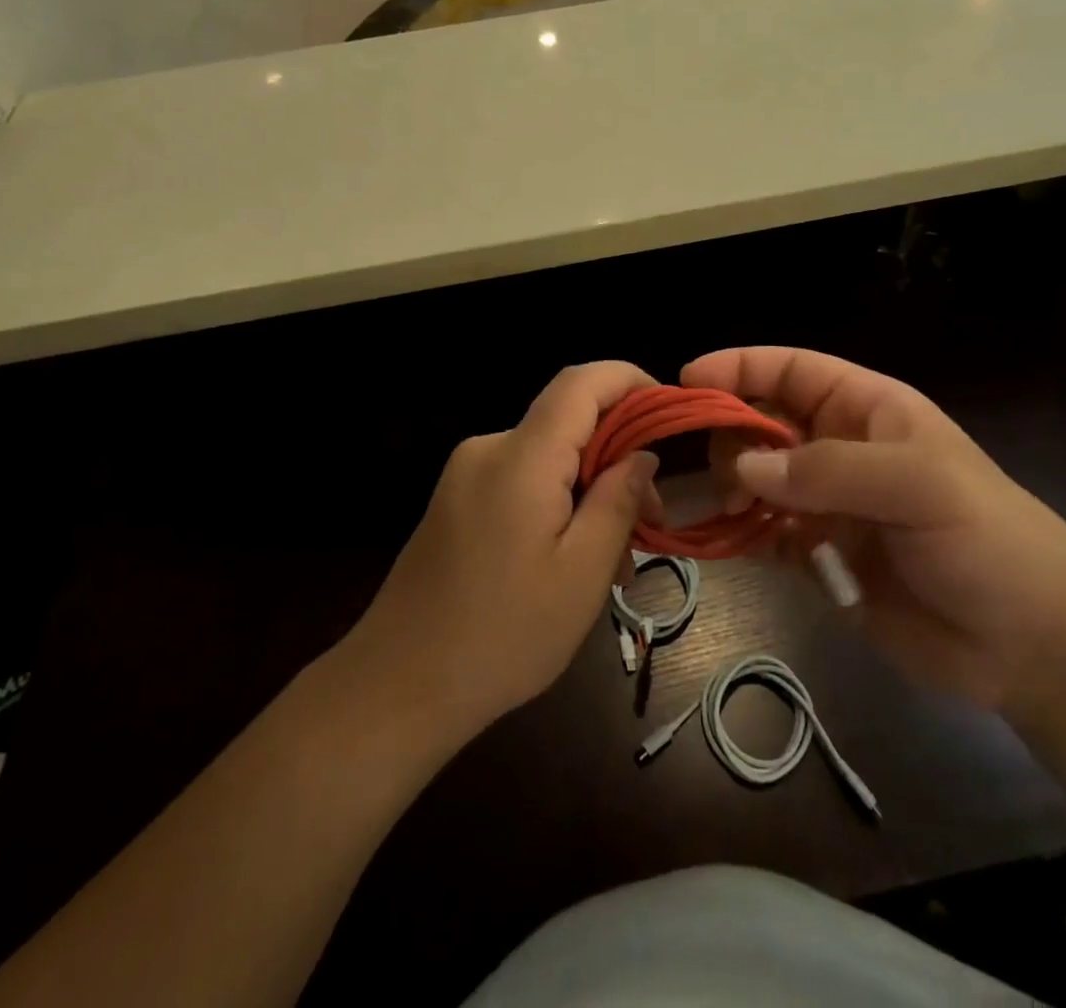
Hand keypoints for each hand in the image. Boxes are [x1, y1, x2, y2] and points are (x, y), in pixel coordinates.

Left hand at [348, 362, 658, 739]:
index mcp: (520, 458)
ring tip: (616, 564)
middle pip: (568, 424)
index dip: (629, 381)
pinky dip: (557, 504)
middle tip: (652, 524)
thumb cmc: (502, 636)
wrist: (397, 685)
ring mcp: (465, 474)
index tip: (668, 414)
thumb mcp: (581, 574)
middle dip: (618, 459)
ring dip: (589, 492)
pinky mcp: (456, 500)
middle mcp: (488, 449)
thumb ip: (617, 502)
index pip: (581, 383)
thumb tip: (642, 454)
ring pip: (548, 458)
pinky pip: (520, 481)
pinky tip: (571, 561)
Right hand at [684, 348, 1065, 711]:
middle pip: (763, 421)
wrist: (1035, 647)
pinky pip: (764, 532)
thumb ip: (827, 470)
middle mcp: (840, 449)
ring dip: (735, 486)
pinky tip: (738, 543)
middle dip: (734, 436)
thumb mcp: (917, 485)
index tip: (688, 379)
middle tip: (731, 477)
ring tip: (741, 513)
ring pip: (756, 476)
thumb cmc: (987, 541)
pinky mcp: (820, 555)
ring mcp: (828, 504)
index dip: (740, 367)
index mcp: (867, 410)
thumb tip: (743, 466)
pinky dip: (744, 534)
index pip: (792, 370)